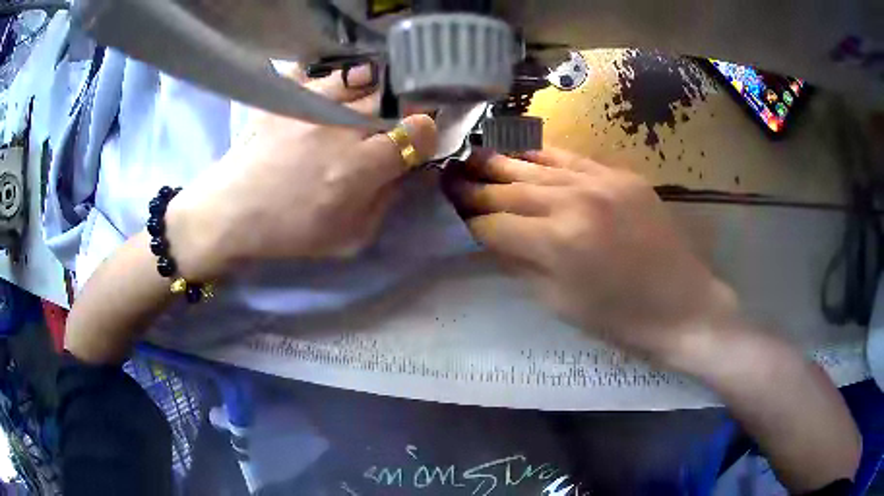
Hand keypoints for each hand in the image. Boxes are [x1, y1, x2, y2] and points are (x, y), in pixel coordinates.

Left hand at [165, 65, 437, 279]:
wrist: (232, 212)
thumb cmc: (290, 232)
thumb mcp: (351, 238)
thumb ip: (387, 202)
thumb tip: (408, 170)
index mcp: (358, 169)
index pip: (417, 132)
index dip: (425, 134)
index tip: (416, 141)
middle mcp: (339, 129)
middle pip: (393, 100)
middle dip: (404, 109)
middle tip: (394, 121)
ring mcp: (310, 105)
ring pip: (364, 79)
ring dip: (375, 90)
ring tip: (368, 101)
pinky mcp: (287, 96)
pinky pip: (325, 72)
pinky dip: (339, 78)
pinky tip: (337, 89)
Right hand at [445, 147, 738, 366]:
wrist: (682, 305)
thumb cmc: (620, 319)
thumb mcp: (560, 303)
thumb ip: (520, 264)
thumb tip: (492, 238)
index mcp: (557, 242)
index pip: (496, 225)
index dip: (471, 222)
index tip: (453, 216)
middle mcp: (574, 201)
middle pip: (511, 190)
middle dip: (476, 187)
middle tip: (449, 177)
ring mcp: (600, 182)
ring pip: (537, 167)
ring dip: (502, 165)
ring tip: (474, 158)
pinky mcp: (620, 176)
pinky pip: (572, 158)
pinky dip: (543, 156)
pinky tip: (524, 154)